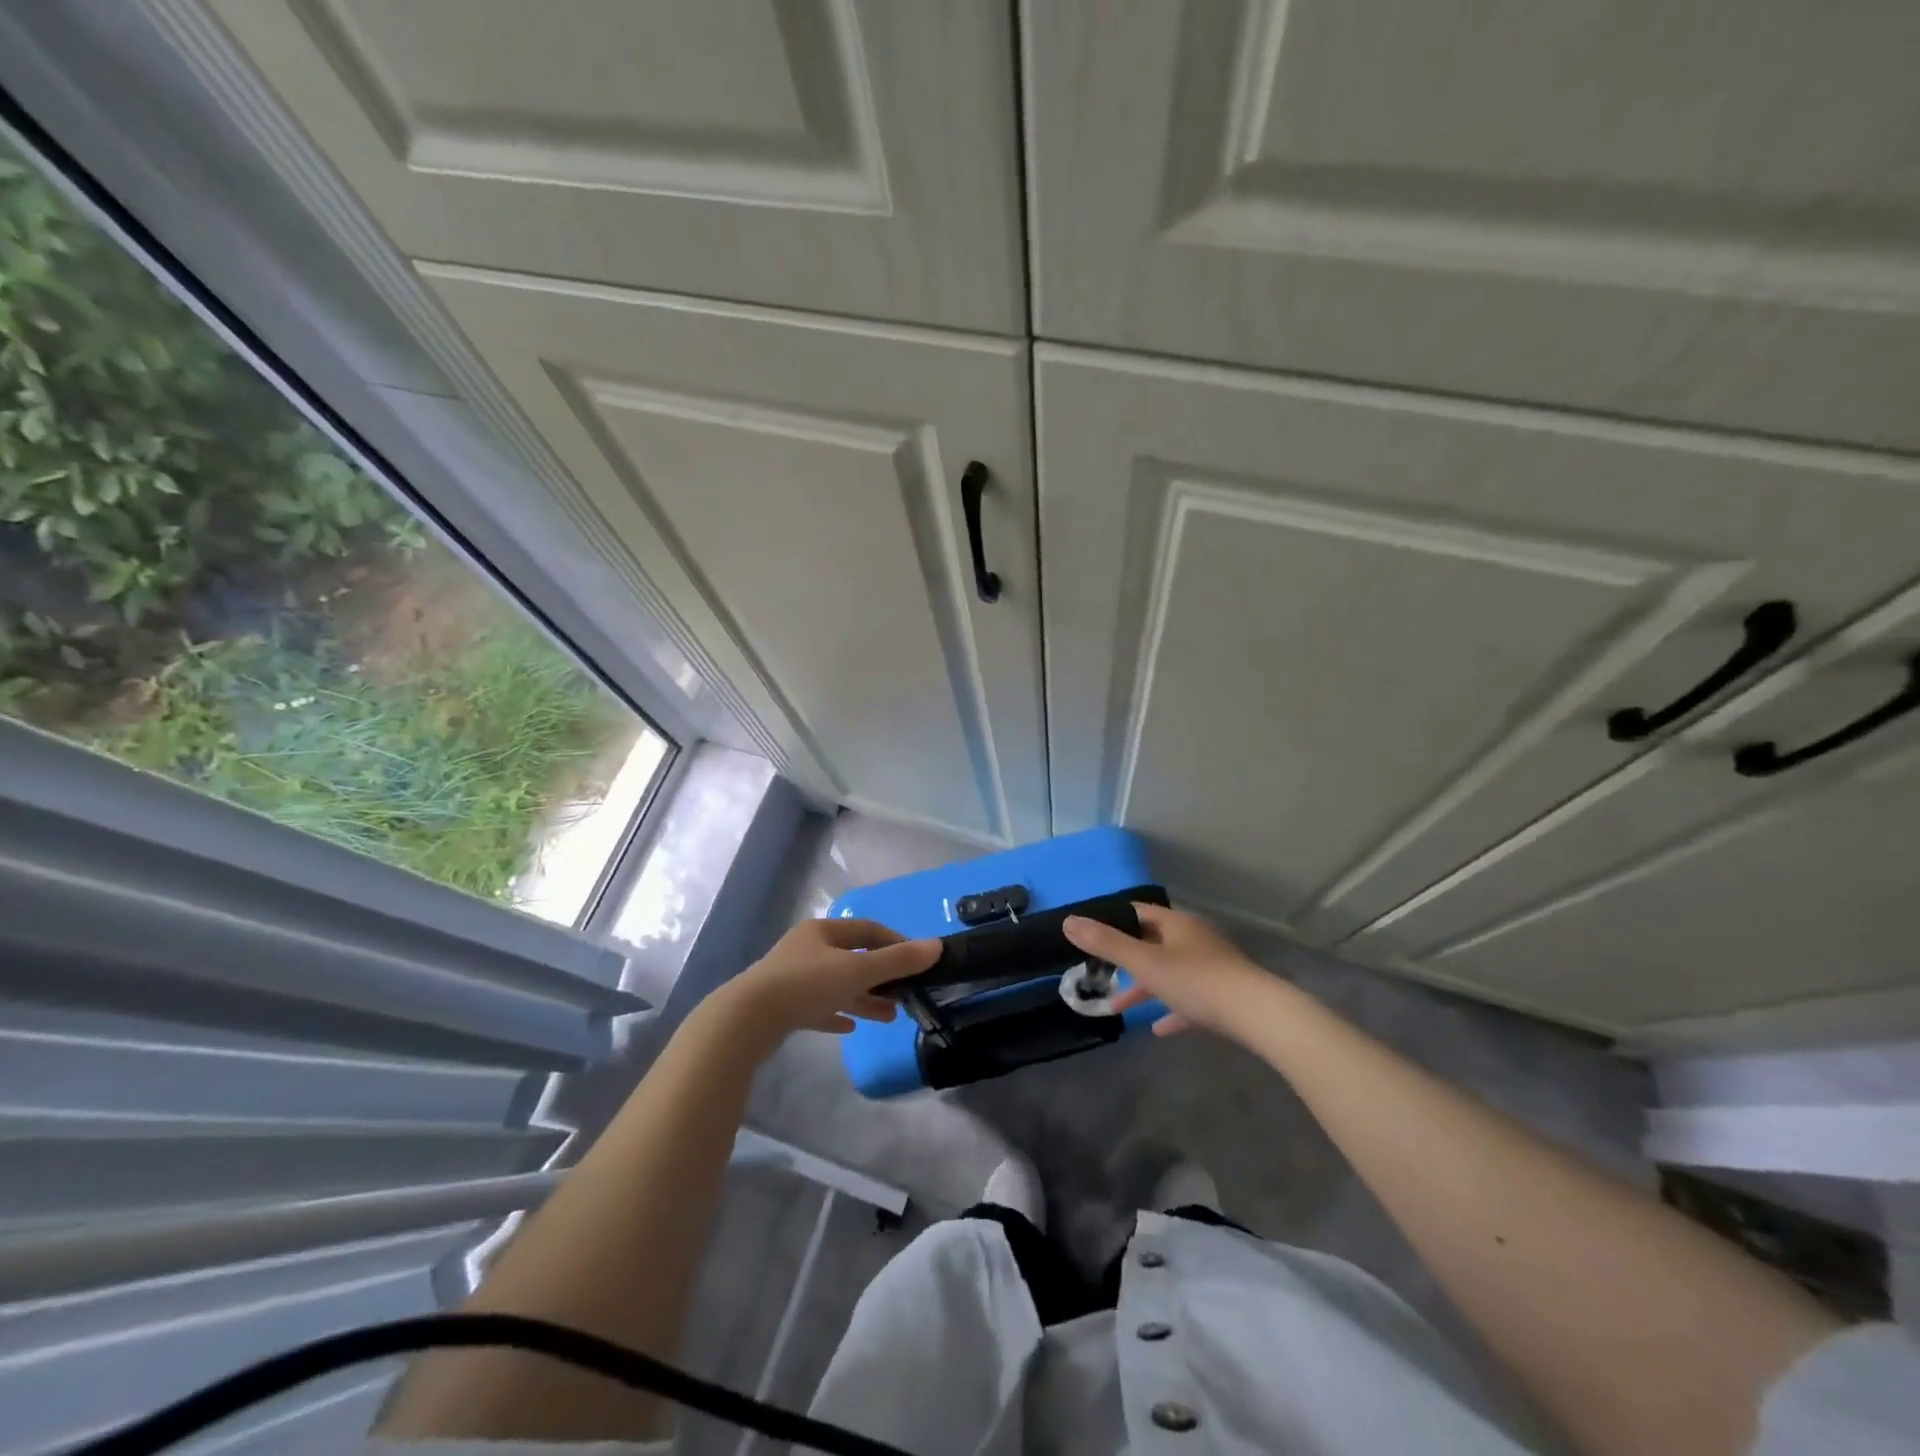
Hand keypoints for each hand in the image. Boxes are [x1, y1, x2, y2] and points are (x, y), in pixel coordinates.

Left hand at [724, 918, 939, 1039]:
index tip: (916, 959)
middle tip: (905, 993)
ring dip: (863, 997)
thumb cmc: (806, 985)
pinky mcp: (781, 1007)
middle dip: (881, 975)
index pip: (867, 929)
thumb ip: (898, 961)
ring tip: (889, 1016)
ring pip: (836, 984)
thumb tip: (937, 945)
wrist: (746, 1020)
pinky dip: (836, 1013)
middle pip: (852, 957)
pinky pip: (816, 1007)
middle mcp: (806, 949)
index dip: (894, 941)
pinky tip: (850, 1027)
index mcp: (822, 931)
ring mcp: (791, 978)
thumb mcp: (858, 971)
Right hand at [1063, 903, 1268, 1039]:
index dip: (1113, 920)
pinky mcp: (1224, 996)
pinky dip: (1171, 1010)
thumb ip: (1106, 944)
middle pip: (1153, 942)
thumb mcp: (1145, 962)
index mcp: (1176, 924)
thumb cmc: (1197, 981)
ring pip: (1170, 972)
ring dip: (1145, 987)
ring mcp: (1212, 967)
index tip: (1090, 934)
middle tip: (1100, 972)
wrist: (1258, 1015)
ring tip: (1119, 1006)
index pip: (1138, 912)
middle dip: (1126, 959)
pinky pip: (1190, 999)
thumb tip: (1068, 922)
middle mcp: (1194, 939)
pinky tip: (1158, 1029)